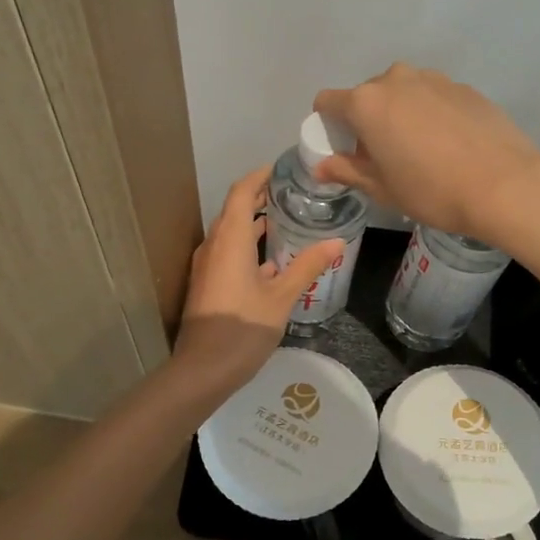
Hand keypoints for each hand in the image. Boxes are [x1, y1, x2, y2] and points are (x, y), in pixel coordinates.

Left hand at [171, 167, 344, 395]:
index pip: (241, 192)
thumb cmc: (242, 328)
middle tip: (292, 193)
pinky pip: (228, 252)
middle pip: (234, 210)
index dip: (260, 176)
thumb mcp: (282, 297)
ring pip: (231, 233)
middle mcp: (214, 246)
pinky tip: (272, 263)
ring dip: (254, 223)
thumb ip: (307, 266)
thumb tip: (337, 241)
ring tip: (286, 221)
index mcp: (230, 240)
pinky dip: (248, 246)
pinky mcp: (207, 284)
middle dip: (260, 198)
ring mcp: (207, 266)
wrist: (203, 370)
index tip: (283, 169)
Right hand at [312, 64, 539, 242]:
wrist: (505, 184)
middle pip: (366, 96)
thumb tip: (322, 167)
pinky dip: (431, 114)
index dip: (329, 127)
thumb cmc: (432, 190)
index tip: (345, 152)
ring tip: (421, 151)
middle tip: (384, 157)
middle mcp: (396, 79)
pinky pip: (433, 96)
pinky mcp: (464, 87)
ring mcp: (434, 79)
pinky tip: (450, 145)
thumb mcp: (383, 189)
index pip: (327, 102)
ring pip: (402, 93)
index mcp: (366, 102)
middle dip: (367, 122)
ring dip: (400, 115)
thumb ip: (347, 171)